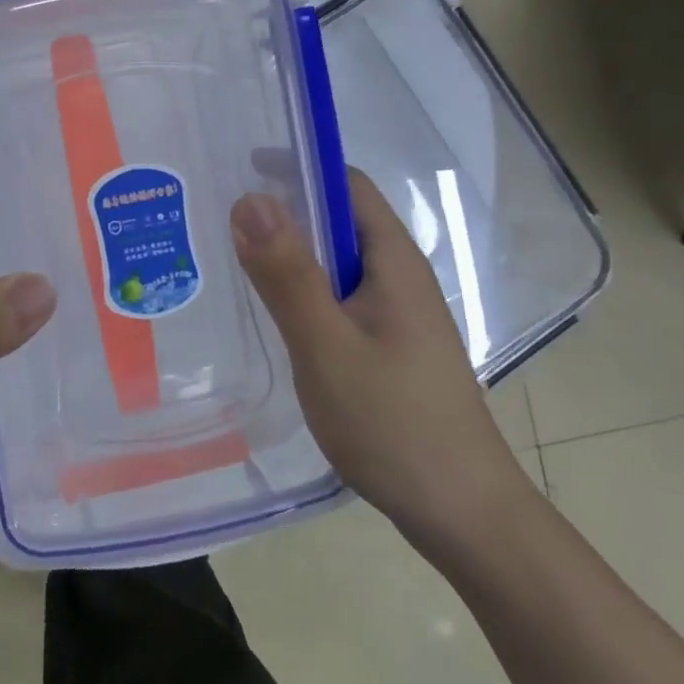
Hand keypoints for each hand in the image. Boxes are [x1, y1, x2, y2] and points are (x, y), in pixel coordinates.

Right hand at [230, 169, 534, 558]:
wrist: (464, 516)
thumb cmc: (394, 424)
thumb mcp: (328, 346)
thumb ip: (288, 274)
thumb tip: (249, 199)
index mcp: (392, 260)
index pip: (345, 184)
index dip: (297, 167)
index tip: (240, 170)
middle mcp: (398, 275)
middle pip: (338, 219)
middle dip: (284, 210)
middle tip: (220, 219)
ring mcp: (396, 313)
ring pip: (336, 261)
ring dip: (290, 253)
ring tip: (233, 261)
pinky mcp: (388, 344)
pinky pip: (339, 295)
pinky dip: (302, 289)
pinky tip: (272, 314)